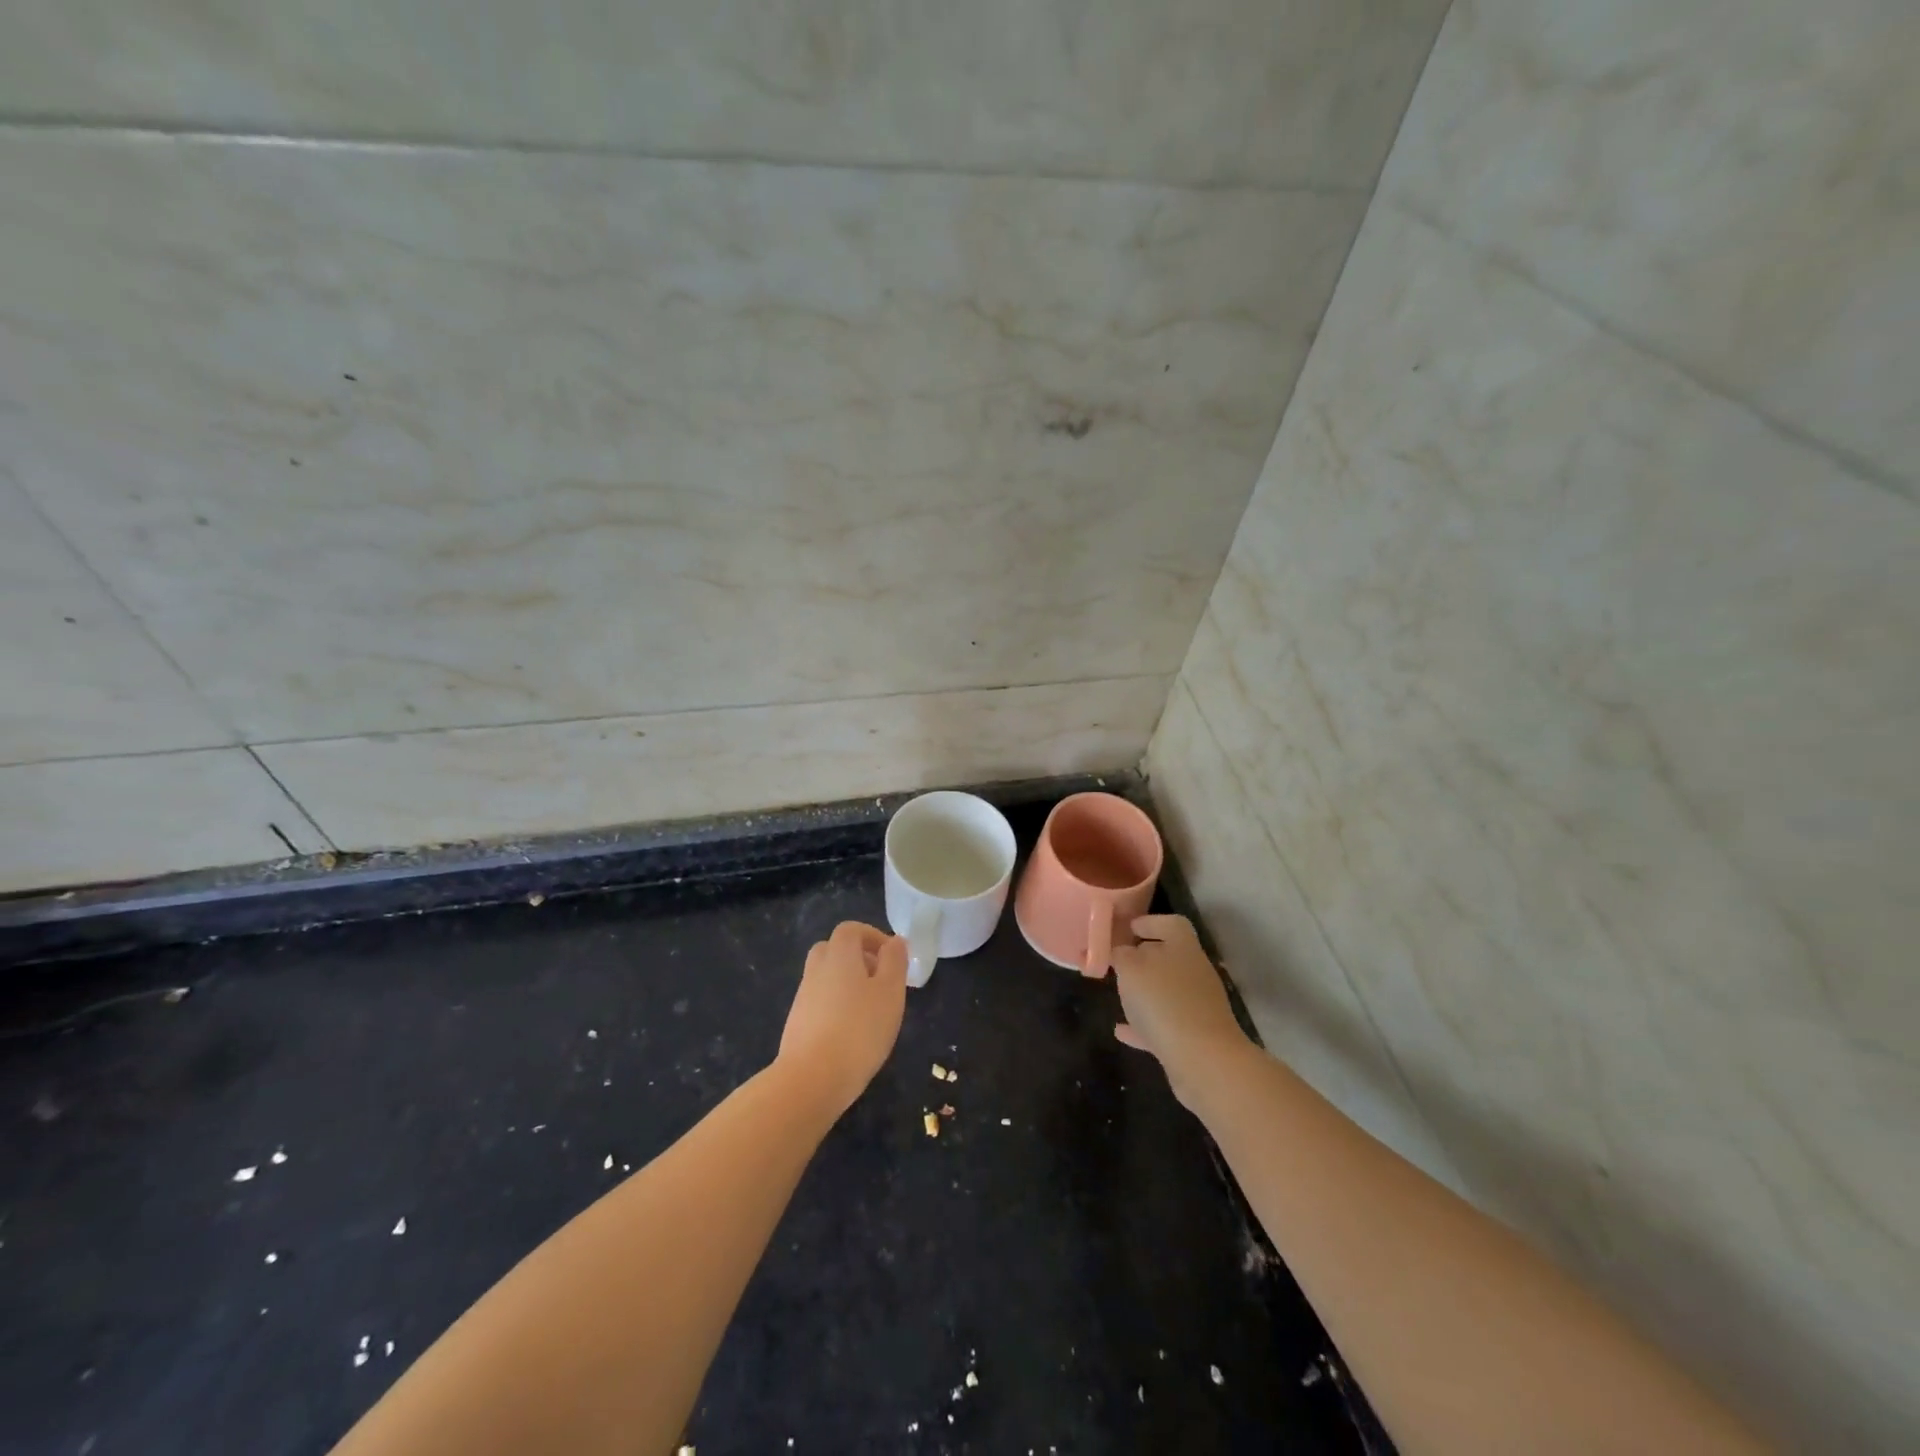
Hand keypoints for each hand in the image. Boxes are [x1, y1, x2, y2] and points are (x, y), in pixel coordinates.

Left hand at [779, 920, 907, 1114]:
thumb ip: (895, 961)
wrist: (811, 1079)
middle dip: (858, 958)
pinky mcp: (797, 1023)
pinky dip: (835, 1006)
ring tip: (871, 1010)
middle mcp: (816, 969)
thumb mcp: (890, 991)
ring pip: (826, 977)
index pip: (851, 929)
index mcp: (839, 954)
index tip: (892, 956)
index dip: (872, 936)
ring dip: (847, 984)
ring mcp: (803, 997)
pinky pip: (819, 1002)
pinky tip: (851, 1032)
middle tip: (880, 980)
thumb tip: (895, 941)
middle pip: (834, 950)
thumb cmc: (859, 1029)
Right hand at [1109, 915, 1250, 1107]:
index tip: (1127, 929)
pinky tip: (1121, 1031)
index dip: (1149, 922)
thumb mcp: (1130, 969)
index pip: (1171, 923)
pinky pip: (1165, 1023)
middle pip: (1170, 956)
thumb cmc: (1163, 1002)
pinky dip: (1144, 1024)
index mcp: (1183, 947)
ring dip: (1144, 992)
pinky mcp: (1195, 1036)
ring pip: (1167, 991)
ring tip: (1118, 995)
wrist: (1203, 1060)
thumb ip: (1121, 955)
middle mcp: (1195, 971)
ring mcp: (1198, 1005)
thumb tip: (1120, 951)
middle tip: (1117, 963)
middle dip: (1143, 958)